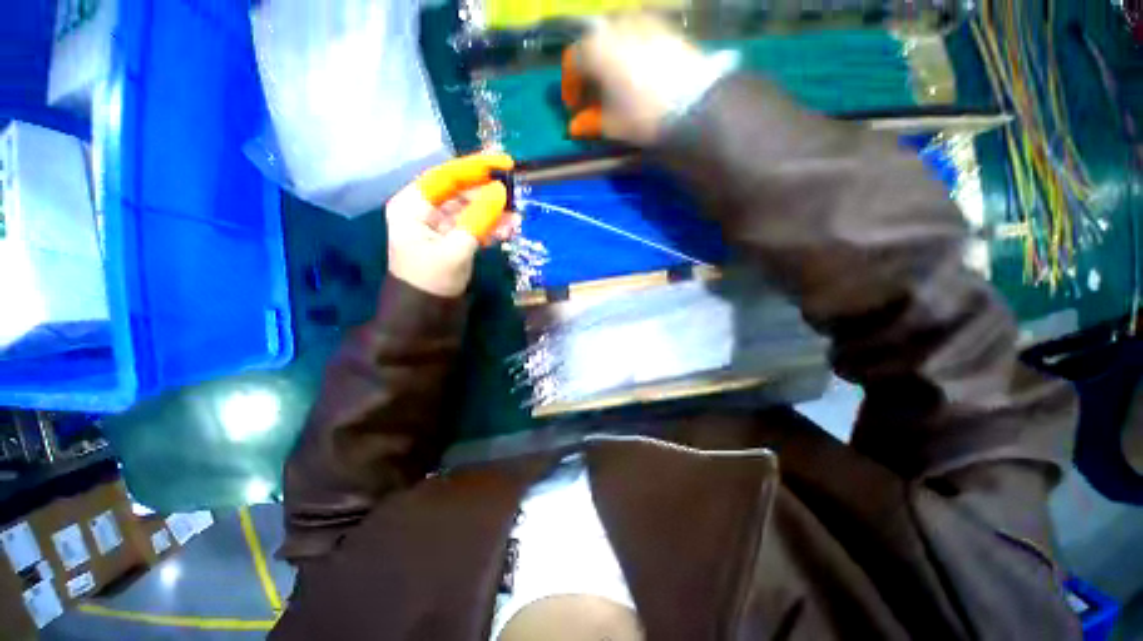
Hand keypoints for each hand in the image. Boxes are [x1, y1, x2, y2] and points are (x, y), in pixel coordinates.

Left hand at [386, 154, 517, 296]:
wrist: (428, 312)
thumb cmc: (433, 279)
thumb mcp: (456, 248)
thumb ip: (478, 218)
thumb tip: (501, 192)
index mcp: (413, 205)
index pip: (446, 176)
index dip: (475, 167)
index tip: (503, 162)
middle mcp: (425, 209)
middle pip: (461, 191)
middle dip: (489, 194)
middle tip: (515, 193)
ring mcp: (440, 223)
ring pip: (471, 209)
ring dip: (494, 213)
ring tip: (517, 220)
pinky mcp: (454, 237)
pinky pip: (475, 225)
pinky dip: (491, 227)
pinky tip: (509, 230)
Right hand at [564, 16, 708, 144]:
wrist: (692, 104)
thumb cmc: (642, 115)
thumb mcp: (612, 124)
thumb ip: (589, 122)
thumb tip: (574, 127)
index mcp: (596, 48)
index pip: (572, 62)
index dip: (569, 86)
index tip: (574, 107)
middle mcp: (616, 26)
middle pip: (593, 46)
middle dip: (590, 71)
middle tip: (595, 95)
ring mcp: (643, 21)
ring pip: (616, 37)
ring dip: (611, 58)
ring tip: (618, 83)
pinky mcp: (665, 26)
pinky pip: (639, 35)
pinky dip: (632, 51)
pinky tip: (640, 72)